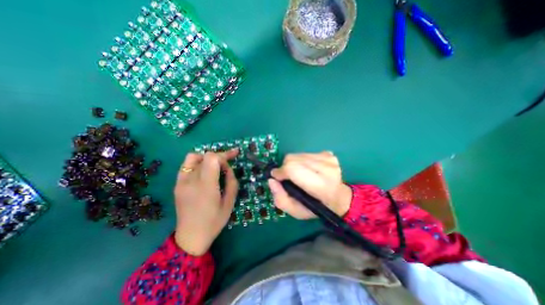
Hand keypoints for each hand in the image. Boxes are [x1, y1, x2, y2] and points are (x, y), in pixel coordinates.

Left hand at [172, 149, 235, 255]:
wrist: (190, 237)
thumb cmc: (214, 221)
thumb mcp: (230, 202)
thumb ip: (231, 182)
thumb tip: (228, 169)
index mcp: (205, 186)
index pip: (212, 158)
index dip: (224, 155)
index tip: (233, 157)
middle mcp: (191, 180)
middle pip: (205, 156)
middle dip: (219, 156)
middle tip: (228, 161)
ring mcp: (181, 182)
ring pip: (193, 157)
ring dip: (207, 158)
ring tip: (215, 166)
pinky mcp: (177, 184)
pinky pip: (186, 165)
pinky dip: (197, 163)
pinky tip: (204, 171)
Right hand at [267, 152, 353, 218]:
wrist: (338, 197)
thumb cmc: (316, 207)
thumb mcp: (296, 211)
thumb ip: (280, 199)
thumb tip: (272, 180)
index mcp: (321, 186)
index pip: (293, 169)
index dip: (281, 172)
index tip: (277, 177)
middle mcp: (327, 169)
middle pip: (293, 159)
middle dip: (285, 167)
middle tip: (288, 178)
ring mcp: (328, 159)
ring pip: (297, 154)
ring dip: (293, 164)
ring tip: (299, 174)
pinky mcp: (328, 154)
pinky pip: (305, 153)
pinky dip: (301, 160)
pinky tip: (308, 169)